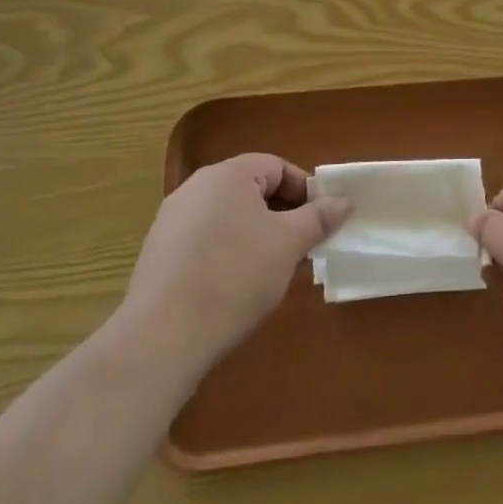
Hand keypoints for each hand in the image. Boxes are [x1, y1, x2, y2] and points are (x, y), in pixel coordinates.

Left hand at [125, 153, 350, 360]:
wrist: (162, 337)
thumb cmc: (235, 276)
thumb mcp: (289, 244)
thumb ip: (319, 217)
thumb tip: (343, 200)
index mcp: (227, 175)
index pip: (277, 166)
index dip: (305, 190)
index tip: (321, 221)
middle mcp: (195, 188)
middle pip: (251, 190)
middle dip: (283, 214)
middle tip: (303, 246)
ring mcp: (171, 221)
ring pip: (229, 216)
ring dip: (257, 234)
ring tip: (273, 269)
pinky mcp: (158, 253)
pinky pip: (205, 239)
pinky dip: (228, 252)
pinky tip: (236, 286)